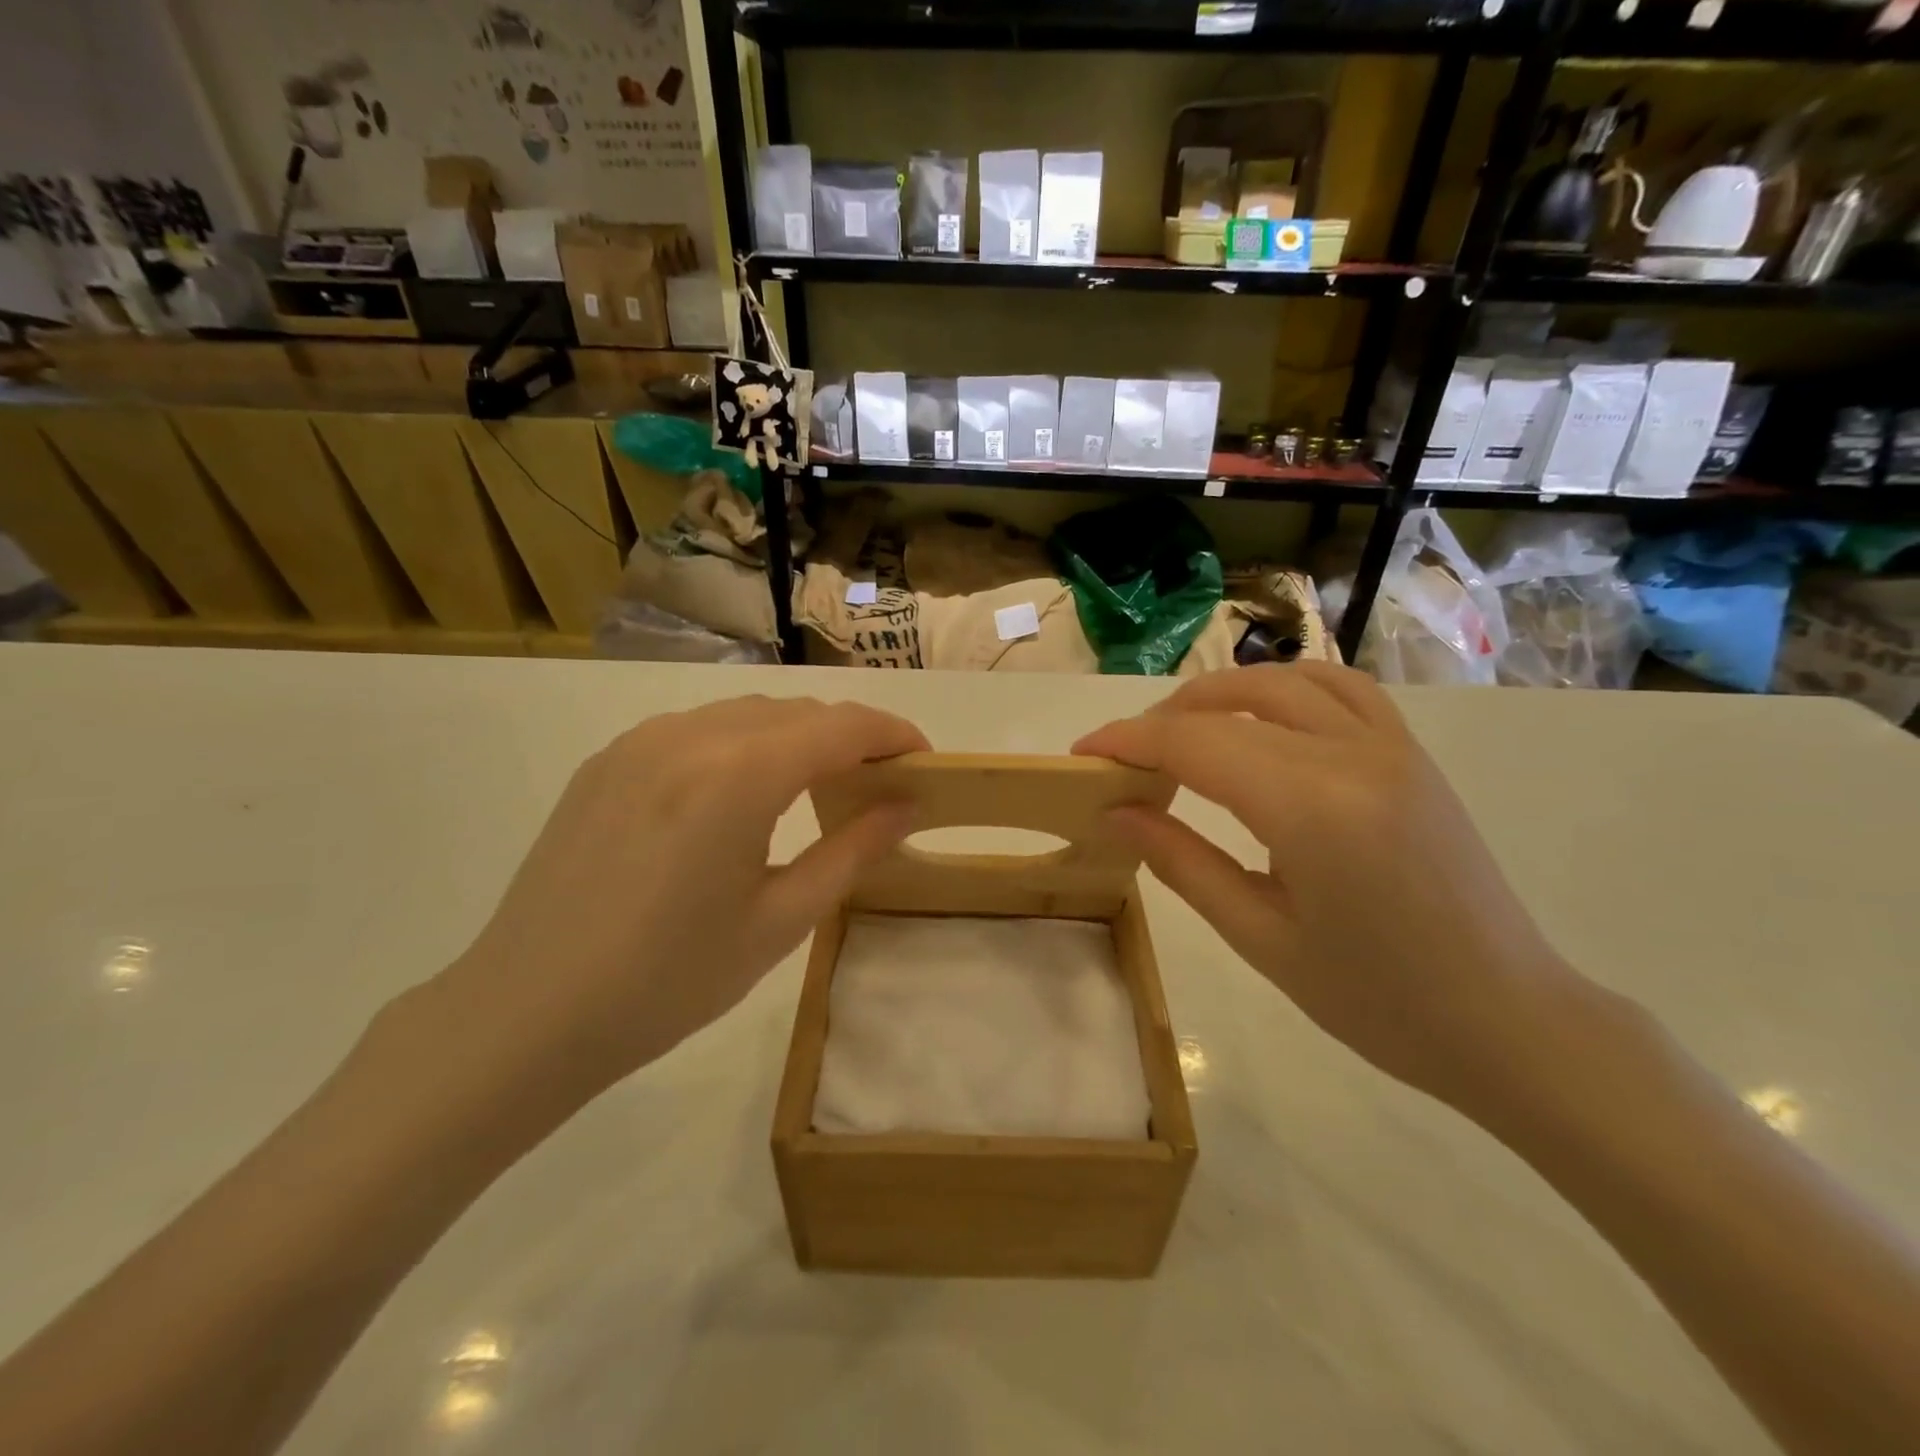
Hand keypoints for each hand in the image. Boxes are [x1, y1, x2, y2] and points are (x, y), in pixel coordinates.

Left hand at [427, 696, 926, 1106]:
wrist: (526, 1013)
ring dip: (796, 737)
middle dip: (849, 737)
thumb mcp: (780, 921)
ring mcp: (641, 742)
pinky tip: (741, 794)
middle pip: (798, 712)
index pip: (842, 725)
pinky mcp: (608, 760)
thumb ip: (853, 850)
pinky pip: (697, 730)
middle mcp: (690, 735)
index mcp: (739, 775)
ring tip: (817, 786)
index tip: (925, 761)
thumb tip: (908, 805)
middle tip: (878, 784)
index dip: (894, 735)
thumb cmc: (669, 980)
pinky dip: (742, 745)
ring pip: (746, 714)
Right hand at [1074, 664, 1575, 1110]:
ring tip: (1180, 731)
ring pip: (1283, 680)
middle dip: (1161, 721)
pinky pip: (1340, 688)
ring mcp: (1391, 746)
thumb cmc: (1377, 1000)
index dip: (1128, 741)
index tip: (1082, 755)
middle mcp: (1353, 756)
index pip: (1196, 743)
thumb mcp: (1261, 937)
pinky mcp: (1411, 753)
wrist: (1507, 1020)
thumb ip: (1181, 862)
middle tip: (1122, 759)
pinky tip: (1260, 717)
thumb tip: (1115, 813)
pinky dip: (1283, 687)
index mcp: (1313, 809)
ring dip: (1218, 694)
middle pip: (1231, 705)